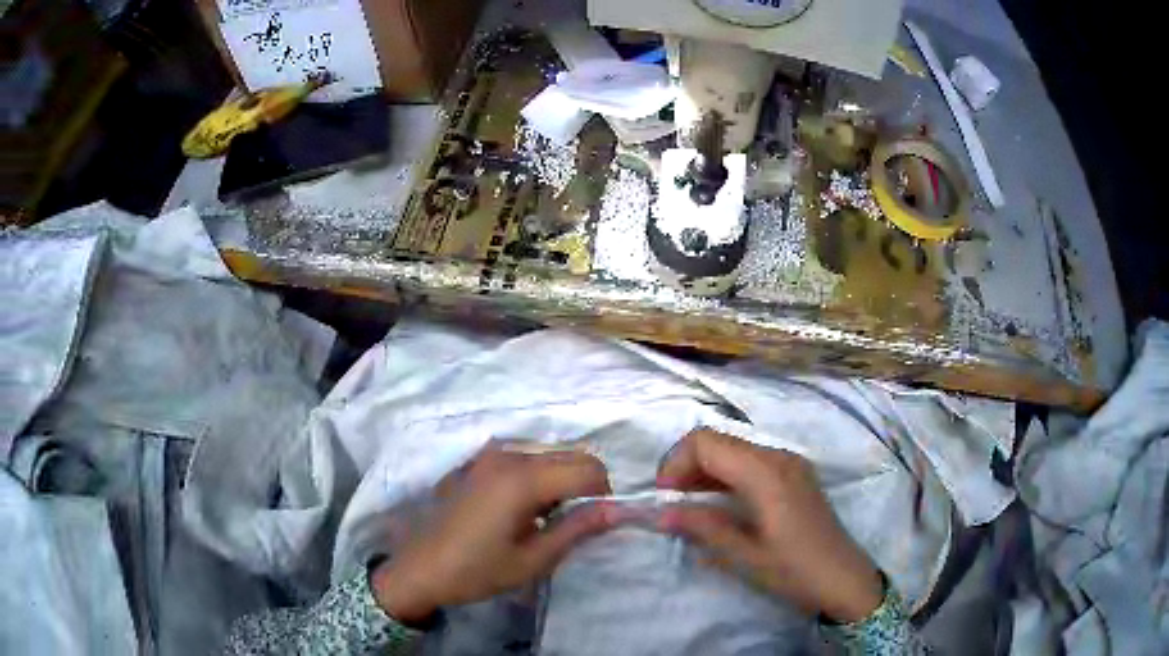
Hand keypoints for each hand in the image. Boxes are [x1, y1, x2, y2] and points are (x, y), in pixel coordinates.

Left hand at [371, 446, 613, 623]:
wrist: (417, 568)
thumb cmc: (475, 570)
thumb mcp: (533, 559)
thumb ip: (578, 529)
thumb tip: (618, 510)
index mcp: (522, 479)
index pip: (589, 469)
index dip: (604, 495)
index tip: (594, 523)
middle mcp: (508, 454)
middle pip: (572, 455)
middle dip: (584, 485)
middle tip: (570, 523)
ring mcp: (489, 453)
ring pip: (549, 453)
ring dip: (560, 479)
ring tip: (542, 518)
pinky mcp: (476, 460)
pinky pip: (524, 456)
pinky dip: (537, 475)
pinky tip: (517, 508)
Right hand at [657, 429, 883, 622]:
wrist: (845, 579)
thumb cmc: (795, 571)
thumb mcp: (745, 556)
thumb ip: (703, 528)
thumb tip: (661, 513)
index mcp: (765, 473)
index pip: (706, 442)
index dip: (675, 463)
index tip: (664, 498)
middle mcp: (778, 456)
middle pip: (718, 441)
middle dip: (686, 466)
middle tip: (673, 504)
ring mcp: (789, 463)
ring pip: (733, 449)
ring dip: (705, 471)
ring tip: (690, 507)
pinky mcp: (794, 474)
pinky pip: (750, 461)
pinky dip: (726, 475)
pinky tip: (719, 504)